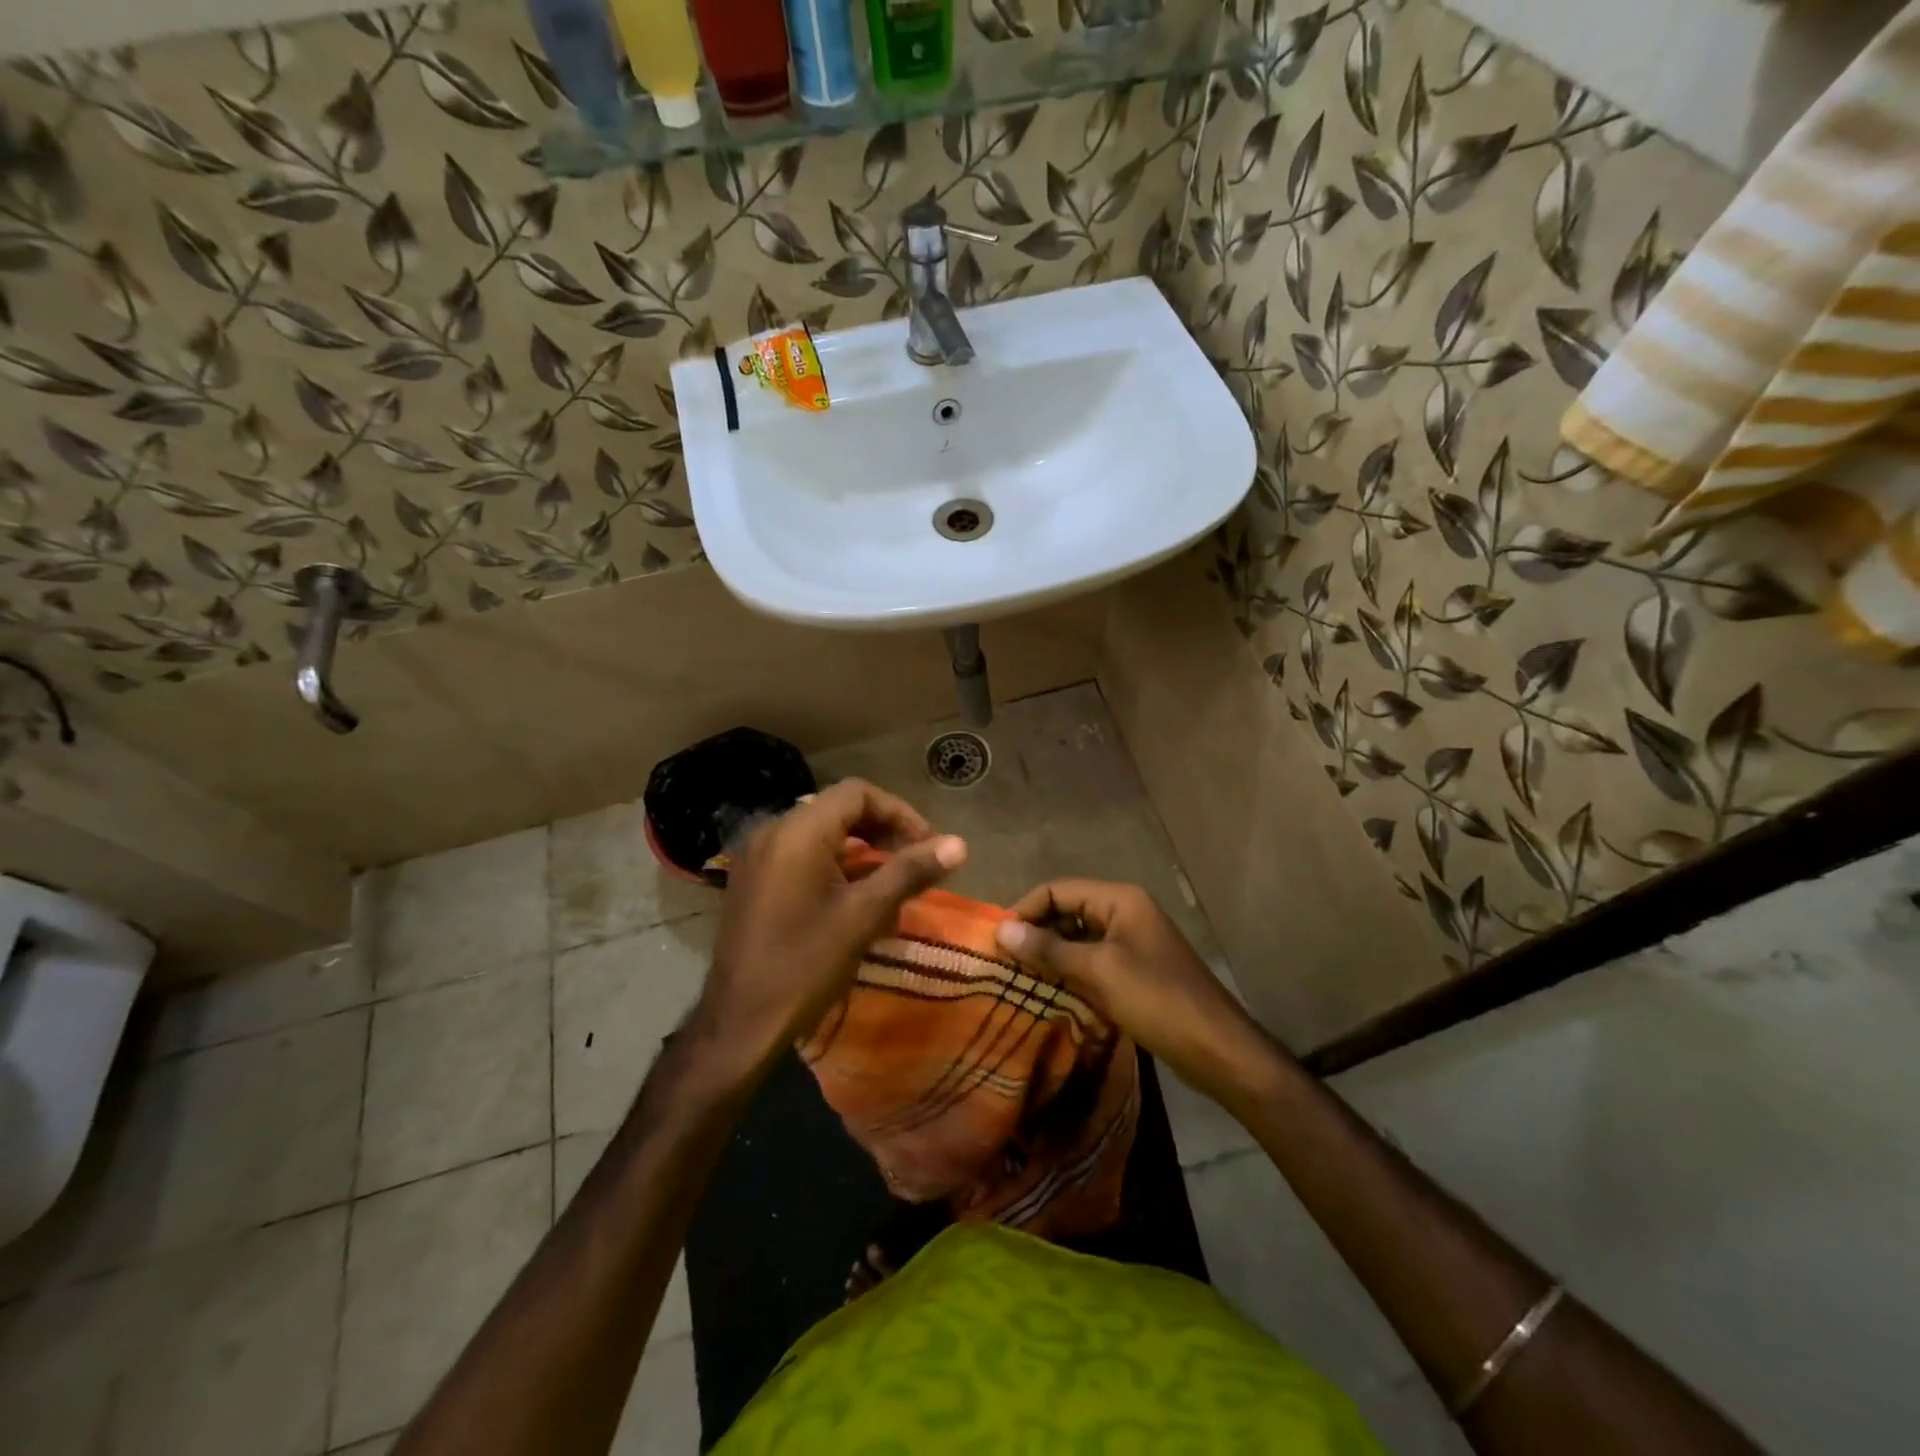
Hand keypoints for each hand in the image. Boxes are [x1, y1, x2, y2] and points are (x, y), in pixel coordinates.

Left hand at [693, 779, 966, 1074]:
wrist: (740, 1024)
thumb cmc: (806, 965)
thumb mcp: (864, 915)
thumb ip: (910, 871)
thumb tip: (959, 844)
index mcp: (797, 832)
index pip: (858, 793)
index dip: (900, 813)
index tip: (928, 846)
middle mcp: (772, 832)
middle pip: (839, 810)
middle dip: (883, 831)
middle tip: (915, 861)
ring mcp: (757, 857)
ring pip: (821, 834)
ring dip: (862, 851)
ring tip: (893, 883)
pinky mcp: (753, 881)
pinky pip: (801, 856)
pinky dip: (835, 866)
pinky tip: (857, 900)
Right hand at [995, 880, 1276, 1106]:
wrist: (1217, 1049)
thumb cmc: (1157, 1000)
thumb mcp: (1098, 972)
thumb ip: (1049, 949)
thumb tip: (1002, 930)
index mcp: (1119, 899)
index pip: (1057, 889)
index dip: (1025, 910)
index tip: (996, 941)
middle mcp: (1125, 911)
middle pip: (1067, 911)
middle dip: (1036, 933)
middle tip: (1003, 963)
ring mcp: (1131, 941)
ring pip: (1077, 938)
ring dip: (1050, 955)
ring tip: (1019, 980)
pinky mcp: (1134, 969)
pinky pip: (1092, 961)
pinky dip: (1069, 972)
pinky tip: (1049, 993)